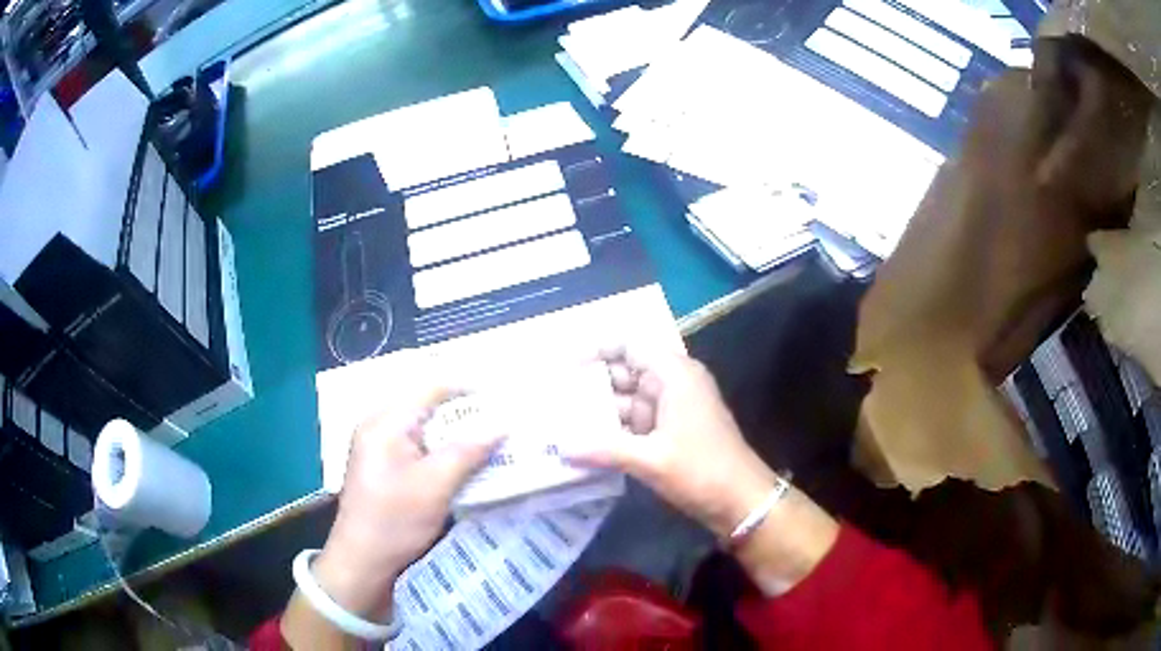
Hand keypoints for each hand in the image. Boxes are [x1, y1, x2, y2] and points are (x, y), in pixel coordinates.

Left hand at [314, 389, 504, 619]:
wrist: (362, 561)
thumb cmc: (395, 520)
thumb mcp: (435, 486)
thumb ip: (468, 451)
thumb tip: (502, 425)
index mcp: (384, 422)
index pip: (429, 388)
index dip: (467, 387)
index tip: (501, 393)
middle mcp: (378, 426)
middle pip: (426, 406)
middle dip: (464, 411)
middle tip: (501, 416)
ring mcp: (378, 447)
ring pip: (424, 428)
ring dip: (455, 433)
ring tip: (490, 436)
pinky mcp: (383, 467)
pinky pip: (418, 446)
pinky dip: (442, 449)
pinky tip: (464, 461)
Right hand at [565, 348, 779, 538]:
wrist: (742, 502)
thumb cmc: (702, 470)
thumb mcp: (650, 459)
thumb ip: (603, 449)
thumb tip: (560, 447)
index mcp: (674, 374)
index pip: (630, 345)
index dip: (596, 350)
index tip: (564, 366)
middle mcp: (673, 384)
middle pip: (625, 373)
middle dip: (591, 386)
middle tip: (552, 398)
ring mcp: (672, 410)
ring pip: (628, 401)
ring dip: (599, 412)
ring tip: (560, 422)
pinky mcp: (671, 433)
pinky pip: (635, 424)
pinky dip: (613, 432)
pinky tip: (584, 444)